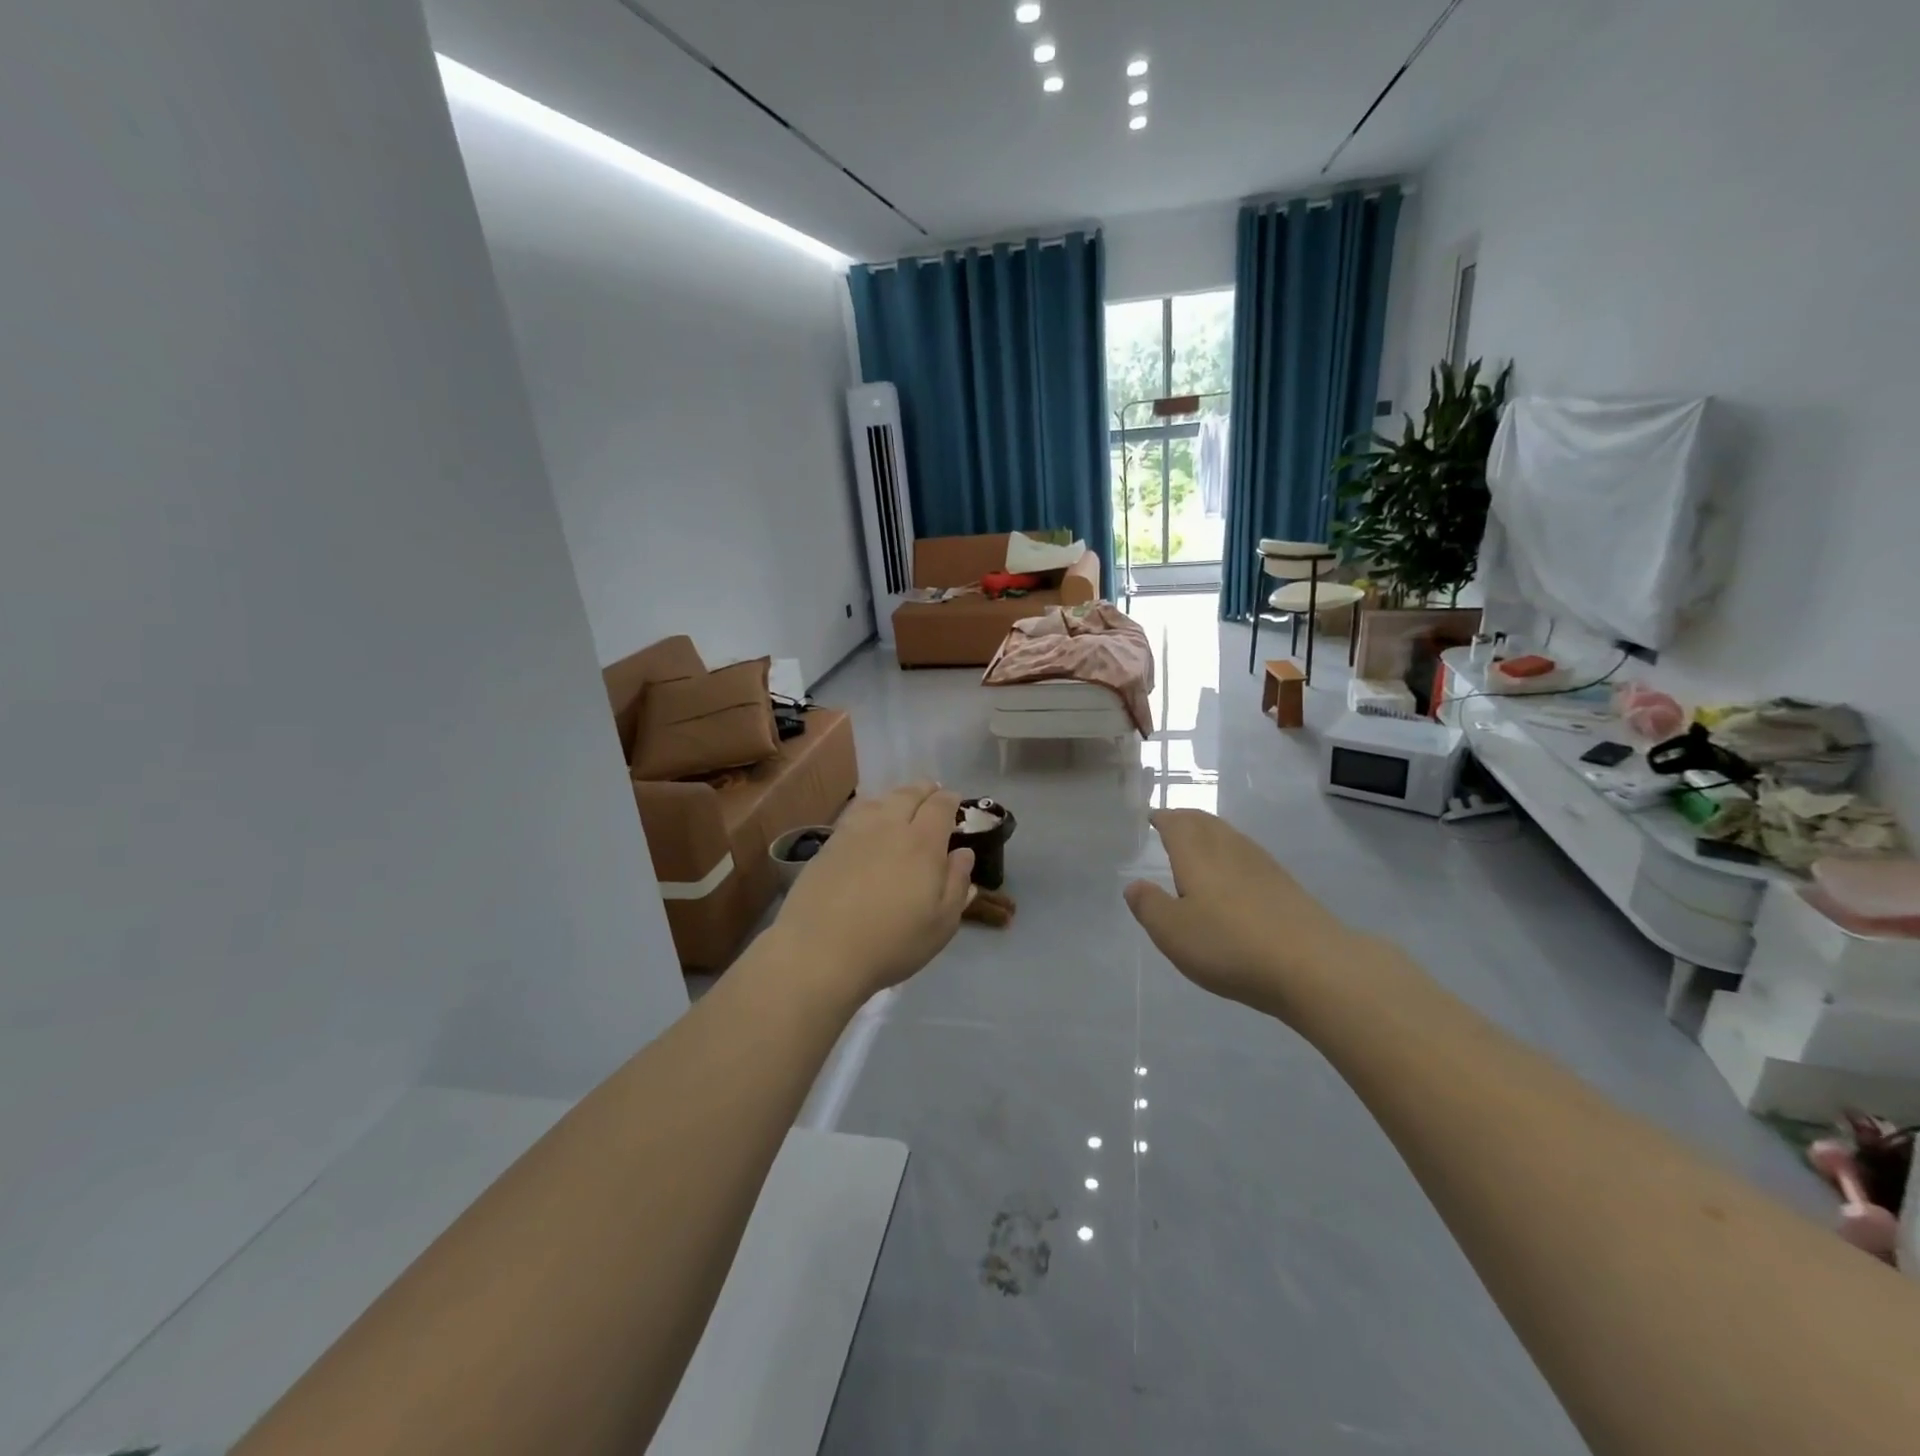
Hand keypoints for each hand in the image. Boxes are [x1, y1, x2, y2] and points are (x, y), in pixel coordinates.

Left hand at [774, 782, 974, 1000]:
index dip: (950, 800)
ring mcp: (854, 832)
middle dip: (924, 790)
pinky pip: (854, 814)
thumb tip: (963, 854)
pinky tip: (868, 821)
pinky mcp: (828, 844)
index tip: (955, 802)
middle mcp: (889, 826)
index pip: (940, 806)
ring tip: (901, 803)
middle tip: (932, 794)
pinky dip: (869, 809)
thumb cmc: (891, 943)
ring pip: (879, 799)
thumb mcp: (941, 924)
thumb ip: (957, 884)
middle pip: (909, 794)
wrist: (820, 951)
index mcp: (923, 843)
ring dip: (896, 796)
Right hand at [1123, 809, 1364, 1016]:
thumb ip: (1149, 906)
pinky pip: (1249, 855)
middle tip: (1172, 822)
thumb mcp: (1173, 932)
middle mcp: (1229, 850)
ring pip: (1230, 836)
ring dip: (1211, 832)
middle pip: (1206, 823)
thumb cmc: (1230, 945)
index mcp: (1197, 855)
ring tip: (1199, 842)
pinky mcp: (1285, 885)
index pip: (1177, 824)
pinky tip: (1235, 873)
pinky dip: (1233, 852)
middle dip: (1186, 819)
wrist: (1312, 966)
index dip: (1163, 818)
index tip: (1152, 817)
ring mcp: (1262, 866)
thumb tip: (1134, 885)